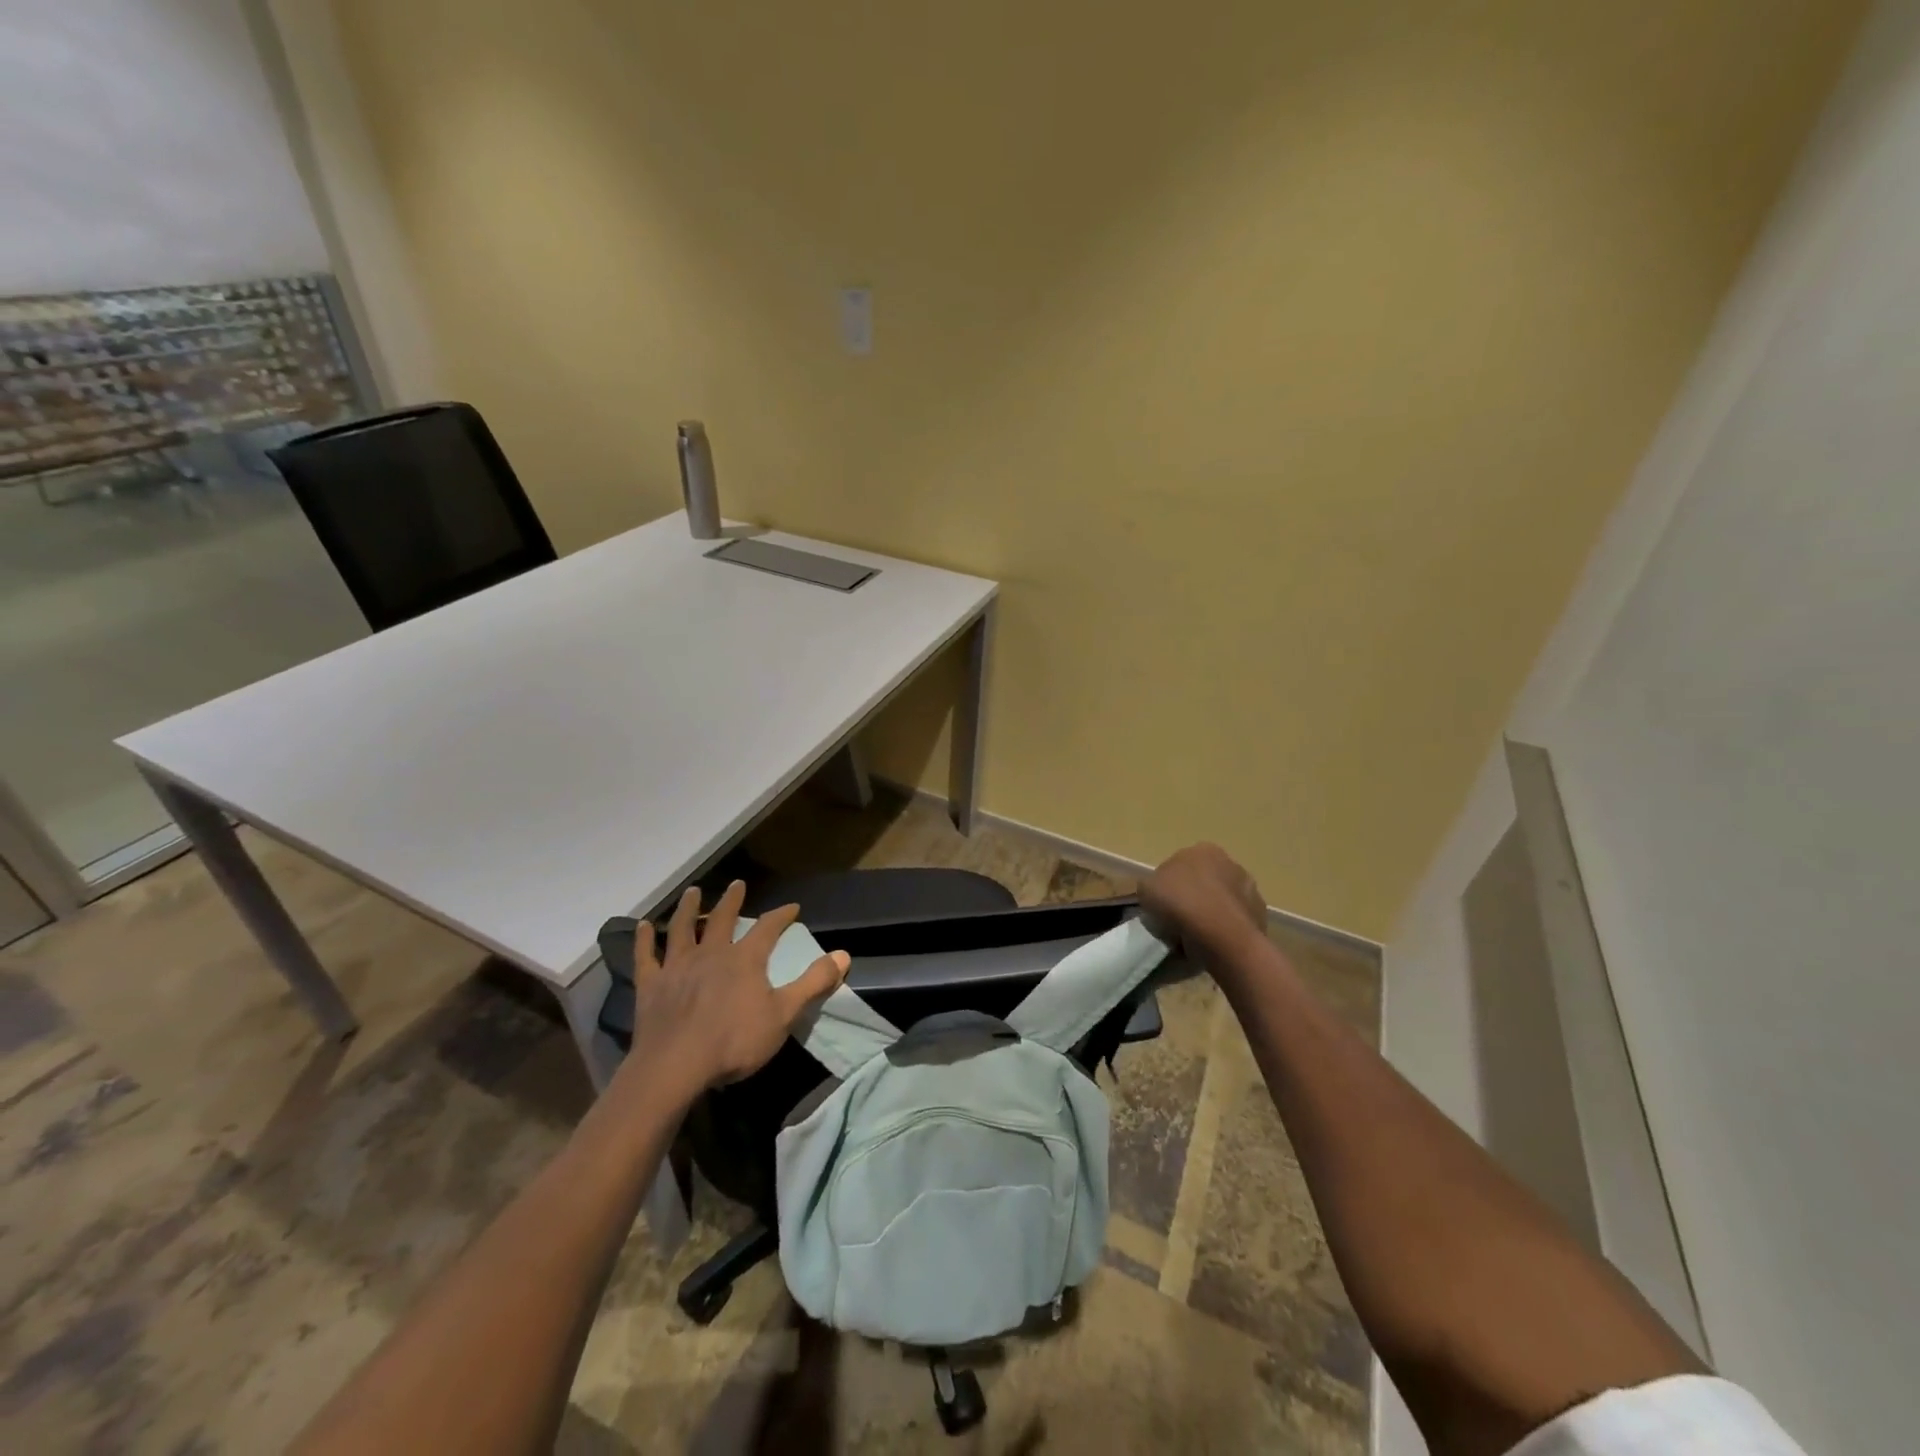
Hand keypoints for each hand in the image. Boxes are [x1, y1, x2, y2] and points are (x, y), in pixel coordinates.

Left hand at [629, 881, 849, 1092]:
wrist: (675, 1067)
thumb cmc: (735, 1042)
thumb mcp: (784, 1015)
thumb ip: (813, 983)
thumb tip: (844, 954)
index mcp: (745, 959)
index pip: (768, 928)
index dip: (781, 916)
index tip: (792, 907)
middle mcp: (711, 953)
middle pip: (722, 919)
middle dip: (732, 901)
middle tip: (737, 884)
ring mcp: (678, 967)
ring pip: (682, 929)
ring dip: (688, 908)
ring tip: (693, 892)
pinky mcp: (651, 985)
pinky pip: (646, 956)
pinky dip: (644, 939)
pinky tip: (642, 926)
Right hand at [1140, 843, 1267, 965]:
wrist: (1222, 936)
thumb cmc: (1181, 904)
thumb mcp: (1147, 889)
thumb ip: (1153, 885)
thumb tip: (1161, 893)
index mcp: (1203, 850)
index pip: (1180, 865)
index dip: (1169, 886)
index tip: (1162, 905)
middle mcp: (1231, 863)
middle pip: (1204, 882)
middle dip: (1193, 897)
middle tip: (1177, 921)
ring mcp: (1250, 890)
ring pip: (1221, 902)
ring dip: (1211, 914)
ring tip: (1195, 938)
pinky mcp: (1260, 916)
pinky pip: (1234, 923)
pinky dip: (1225, 931)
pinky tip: (1213, 945)